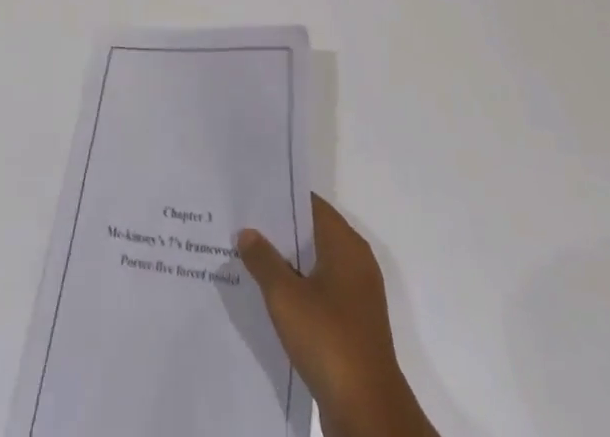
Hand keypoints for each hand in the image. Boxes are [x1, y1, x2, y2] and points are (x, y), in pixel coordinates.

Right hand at [238, 195, 437, 436]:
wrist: (367, 412)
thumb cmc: (328, 339)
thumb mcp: (285, 296)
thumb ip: (263, 259)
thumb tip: (247, 231)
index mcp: (345, 244)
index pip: (310, 204)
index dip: (281, 199)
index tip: (251, 198)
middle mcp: (356, 262)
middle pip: (312, 234)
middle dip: (279, 232)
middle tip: (242, 226)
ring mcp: (357, 296)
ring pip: (316, 266)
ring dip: (287, 264)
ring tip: (249, 260)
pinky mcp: (353, 325)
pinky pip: (321, 293)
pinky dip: (299, 291)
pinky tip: (270, 299)